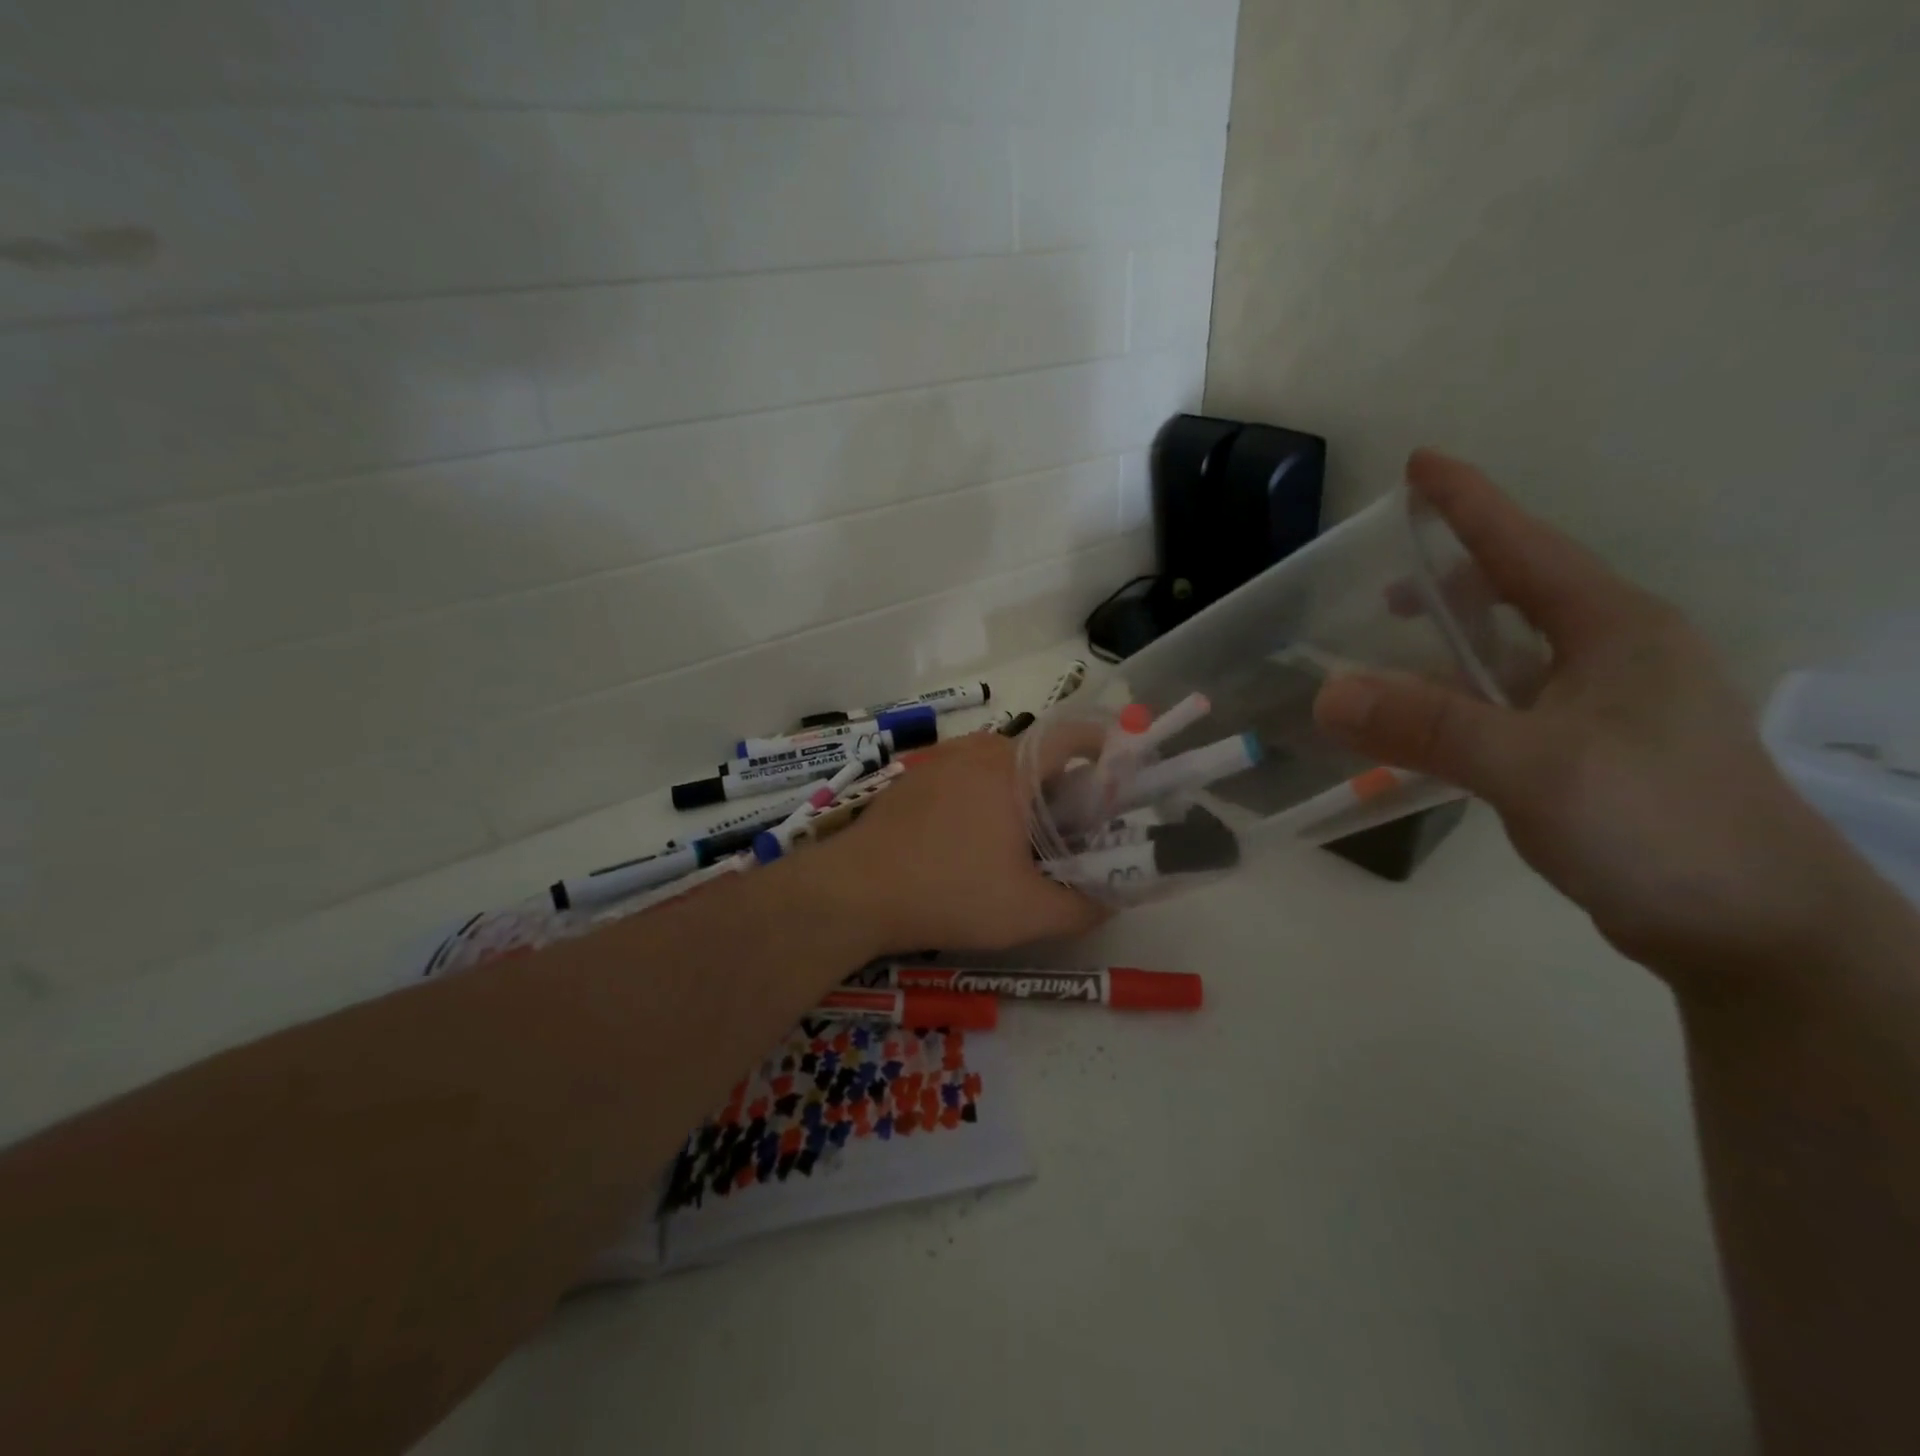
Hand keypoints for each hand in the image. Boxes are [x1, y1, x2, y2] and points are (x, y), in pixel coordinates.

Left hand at [808, 731, 1107, 955]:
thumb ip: (1082, 907)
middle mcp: (976, 751)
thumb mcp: (1028, 913)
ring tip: (1024, 841)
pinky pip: (963, 777)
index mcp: (1012, 767)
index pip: (1072, 734)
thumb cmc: (949, 893)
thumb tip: (1110, 900)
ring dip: (1021, 793)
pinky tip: (972, 843)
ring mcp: (938, 763)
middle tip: (1073, 830)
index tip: (1120, 775)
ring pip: (998, 766)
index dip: (1105, 745)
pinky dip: (984, 798)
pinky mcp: (912, 782)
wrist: (854, 892)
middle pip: (1036, 754)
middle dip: (1063, 785)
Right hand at [1314, 449, 1873, 987]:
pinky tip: (1426, 728)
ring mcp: (1608, 707)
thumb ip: (1428, 727)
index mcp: (1613, 629)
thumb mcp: (1534, 767)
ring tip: (1390, 656)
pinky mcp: (1594, 754)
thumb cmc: (1658, 823)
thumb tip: (1326, 694)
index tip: (1419, 464)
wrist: (1756, 929)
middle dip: (1452, 580)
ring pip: (1511, 656)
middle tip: (1384, 582)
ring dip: (1449, 651)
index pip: (1524, 546)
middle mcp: (1614, 655)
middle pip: (1519, 594)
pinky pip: (1509, 707)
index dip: (1468, 503)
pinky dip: (1459, 704)